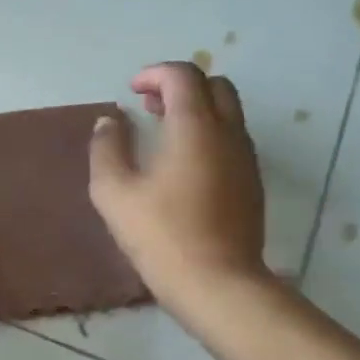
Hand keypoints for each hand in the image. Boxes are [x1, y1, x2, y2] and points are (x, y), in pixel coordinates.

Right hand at [88, 62, 269, 307]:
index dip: (154, 74)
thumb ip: (107, 148)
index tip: (131, 91)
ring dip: (197, 109)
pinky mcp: (252, 183)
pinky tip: (184, 164)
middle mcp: (228, 133)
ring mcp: (246, 159)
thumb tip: (110, 121)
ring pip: (229, 112)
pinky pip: (233, 139)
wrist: (218, 284)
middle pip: (214, 85)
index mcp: (195, 127)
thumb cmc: (161, 234)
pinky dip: (209, 133)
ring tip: (163, 133)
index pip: (183, 76)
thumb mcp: (114, 191)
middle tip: (150, 107)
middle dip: (180, 86)